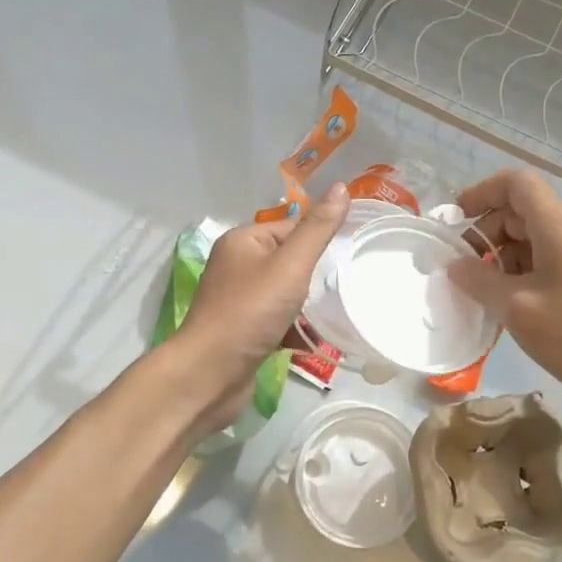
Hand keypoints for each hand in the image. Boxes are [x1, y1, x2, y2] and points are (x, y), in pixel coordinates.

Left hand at [175, 182, 349, 424]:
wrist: (210, 374)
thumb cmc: (250, 312)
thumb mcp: (290, 266)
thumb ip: (317, 230)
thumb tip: (342, 187)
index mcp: (243, 241)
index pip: (291, 227)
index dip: (319, 239)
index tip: (350, 255)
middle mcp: (236, 265)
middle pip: (289, 260)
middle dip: (316, 275)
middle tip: (345, 286)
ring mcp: (237, 300)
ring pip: (285, 293)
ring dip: (307, 305)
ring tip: (335, 314)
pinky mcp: (242, 330)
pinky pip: (277, 320)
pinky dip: (295, 328)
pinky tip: (314, 341)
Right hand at [447, 169, 561, 406]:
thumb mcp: (518, 309)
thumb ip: (480, 281)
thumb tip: (455, 266)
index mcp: (558, 225)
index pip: (516, 183)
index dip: (481, 192)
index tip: (456, 220)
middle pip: (524, 210)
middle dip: (488, 232)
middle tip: (465, 268)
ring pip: (537, 238)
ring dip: (504, 256)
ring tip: (485, 292)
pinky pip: (552, 259)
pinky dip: (525, 271)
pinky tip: (514, 306)